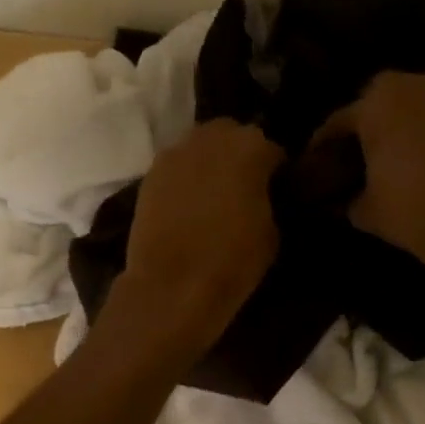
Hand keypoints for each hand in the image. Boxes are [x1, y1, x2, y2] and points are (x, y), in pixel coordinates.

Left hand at [107, 119, 283, 358]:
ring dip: (208, 164)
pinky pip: (175, 169)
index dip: (275, 171)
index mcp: (251, 147)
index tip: (275, 191)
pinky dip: (184, 180)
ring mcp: (174, 154)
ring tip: (213, 196)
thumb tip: (260, 197)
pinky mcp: (149, 176)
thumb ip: (266, 201)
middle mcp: (210, 138)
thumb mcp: (271, 233)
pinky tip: (188, 206)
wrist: (172, 287)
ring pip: (199, 148)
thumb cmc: (232, 261)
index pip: (272, 150)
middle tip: (242, 188)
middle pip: (230, 136)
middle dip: (238, 156)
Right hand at [316, 71, 424, 291]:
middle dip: (365, 123)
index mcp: (376, 102)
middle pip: (377, 101)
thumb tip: (340, 197)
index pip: (338, 122)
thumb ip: (346, 196)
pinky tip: (421, 157)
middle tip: (356, 154)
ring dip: (400, 123)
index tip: (314, 162)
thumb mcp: (362, 209)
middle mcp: (413, 85)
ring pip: (412, 104)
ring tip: (391, 154)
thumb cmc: (408, 209)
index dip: (323, 145)